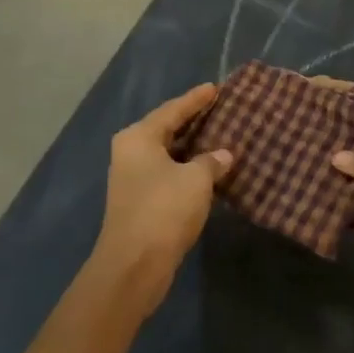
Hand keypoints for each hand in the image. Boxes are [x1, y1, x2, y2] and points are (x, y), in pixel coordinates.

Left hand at [88, 83, 232, 312]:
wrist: (134, 264)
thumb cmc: (164, 210)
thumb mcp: (196, 180)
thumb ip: (211, 161)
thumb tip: (223, 154)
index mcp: (138, 137)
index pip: (172, 110)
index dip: (195, 99)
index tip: (214, 88)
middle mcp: (130, 152)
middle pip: (166, 129)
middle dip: (193, 122)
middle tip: (220, 110)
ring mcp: (133, 178)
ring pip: (168, 153)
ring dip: (192, 148)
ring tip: (220, 137)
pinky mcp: (140, 201)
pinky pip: (168, 173)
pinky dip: (187, 169)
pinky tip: (208, 169)